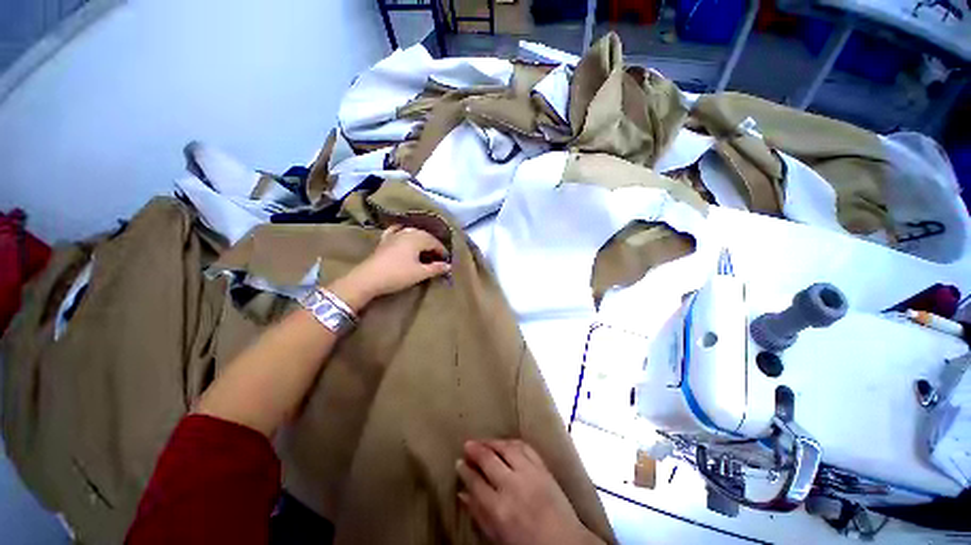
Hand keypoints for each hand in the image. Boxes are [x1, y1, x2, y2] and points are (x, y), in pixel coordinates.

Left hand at [328, 225, 450, 311]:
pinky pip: (396, 231)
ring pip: (412, 233)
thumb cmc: (398, 275)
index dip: (442, 251)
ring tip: (425, 249)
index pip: (434, 242)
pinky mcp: (384, 240)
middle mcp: (407, 233)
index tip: (447, 261)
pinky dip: (403, 232)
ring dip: (421, 240)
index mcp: (417, 239)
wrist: (369, 278)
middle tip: (438, 257)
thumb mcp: (420, 273)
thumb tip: (448, 266)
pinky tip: (403, 232)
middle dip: (433, 245)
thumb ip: (435, 268)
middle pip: (424, 236)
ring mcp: (394, 235)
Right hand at [456, 440, 603, 544]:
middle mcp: (513, 486)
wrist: (564, 542)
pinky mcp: (543, 467)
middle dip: (475, 450)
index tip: (459, 462)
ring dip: (492, 442)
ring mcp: (529, 473)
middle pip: (489, 460)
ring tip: (483, 441)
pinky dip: (512, 441)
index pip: (476, 482)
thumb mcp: (498, 537)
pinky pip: (525, 447)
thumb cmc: (527, 544)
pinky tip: (505, 442)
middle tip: (467, 444)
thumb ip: (479, 514)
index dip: (465, 471)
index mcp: (499, 508)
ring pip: (506, 448)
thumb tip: (462, 493)